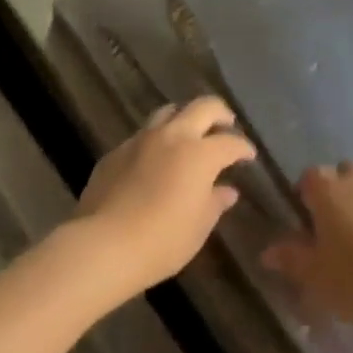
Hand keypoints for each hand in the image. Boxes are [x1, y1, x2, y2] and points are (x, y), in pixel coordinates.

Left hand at [73, 97, 254, 301]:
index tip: (248, 156)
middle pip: (203, 107)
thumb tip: (227, 191)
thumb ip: (215, 202)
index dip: (243, 148)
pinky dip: (157, 139)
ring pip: (169, 112)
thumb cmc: (162, 241)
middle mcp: (173, 136)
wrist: (103, 245)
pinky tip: (155, 159)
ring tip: (189, 134)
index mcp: (200, 153)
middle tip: (226, 125)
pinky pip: (143, 135)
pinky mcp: (116, 151)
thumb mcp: (198, 227)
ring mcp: (141, 140)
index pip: (230, 142)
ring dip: (185, 117)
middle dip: (220, 114)